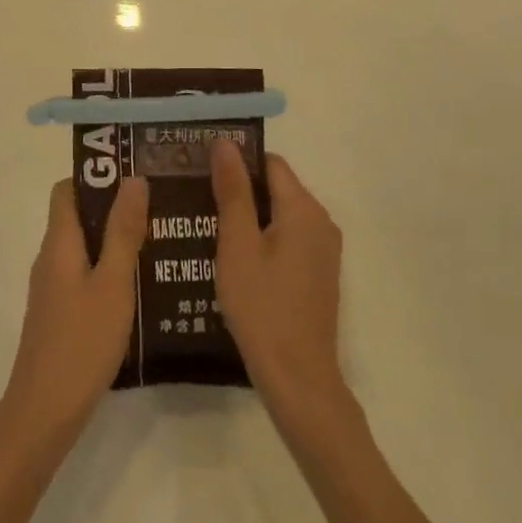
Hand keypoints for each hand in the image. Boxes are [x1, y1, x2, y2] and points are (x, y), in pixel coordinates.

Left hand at [1, 176, 148, 451]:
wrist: (43, 413)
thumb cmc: (81, 342)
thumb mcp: (113, 283)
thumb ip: (124, 231)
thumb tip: (133, 178)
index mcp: (59, 242)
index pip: (68, 189)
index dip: (97, 176)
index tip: (134, 176)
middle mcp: (51, 258)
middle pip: (79, 216)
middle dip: (114, 208)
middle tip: (158, 208)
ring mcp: (53, 288)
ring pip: (85, 248)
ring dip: (115, 240)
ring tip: (159, 242)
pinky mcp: (60, 314)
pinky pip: (85, 275)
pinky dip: (109, 270)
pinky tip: (141, 287)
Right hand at [210, 141, 345, 419]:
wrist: (299, 379)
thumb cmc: (262, 307)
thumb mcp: (237, 245)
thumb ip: (232, 191)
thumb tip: (225, 143)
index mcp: (303, 208)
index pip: (269, 162)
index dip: (236, 161)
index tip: (202, 170)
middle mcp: (321, 221)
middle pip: (276, 186)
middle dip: (240, 188)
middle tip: (198, 197)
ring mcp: (323, 250)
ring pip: (281, 214)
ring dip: (249, 215)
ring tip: (208, 225)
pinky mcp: (319, 273)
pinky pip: (288, 238)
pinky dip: (263, 238)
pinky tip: (234, 257)